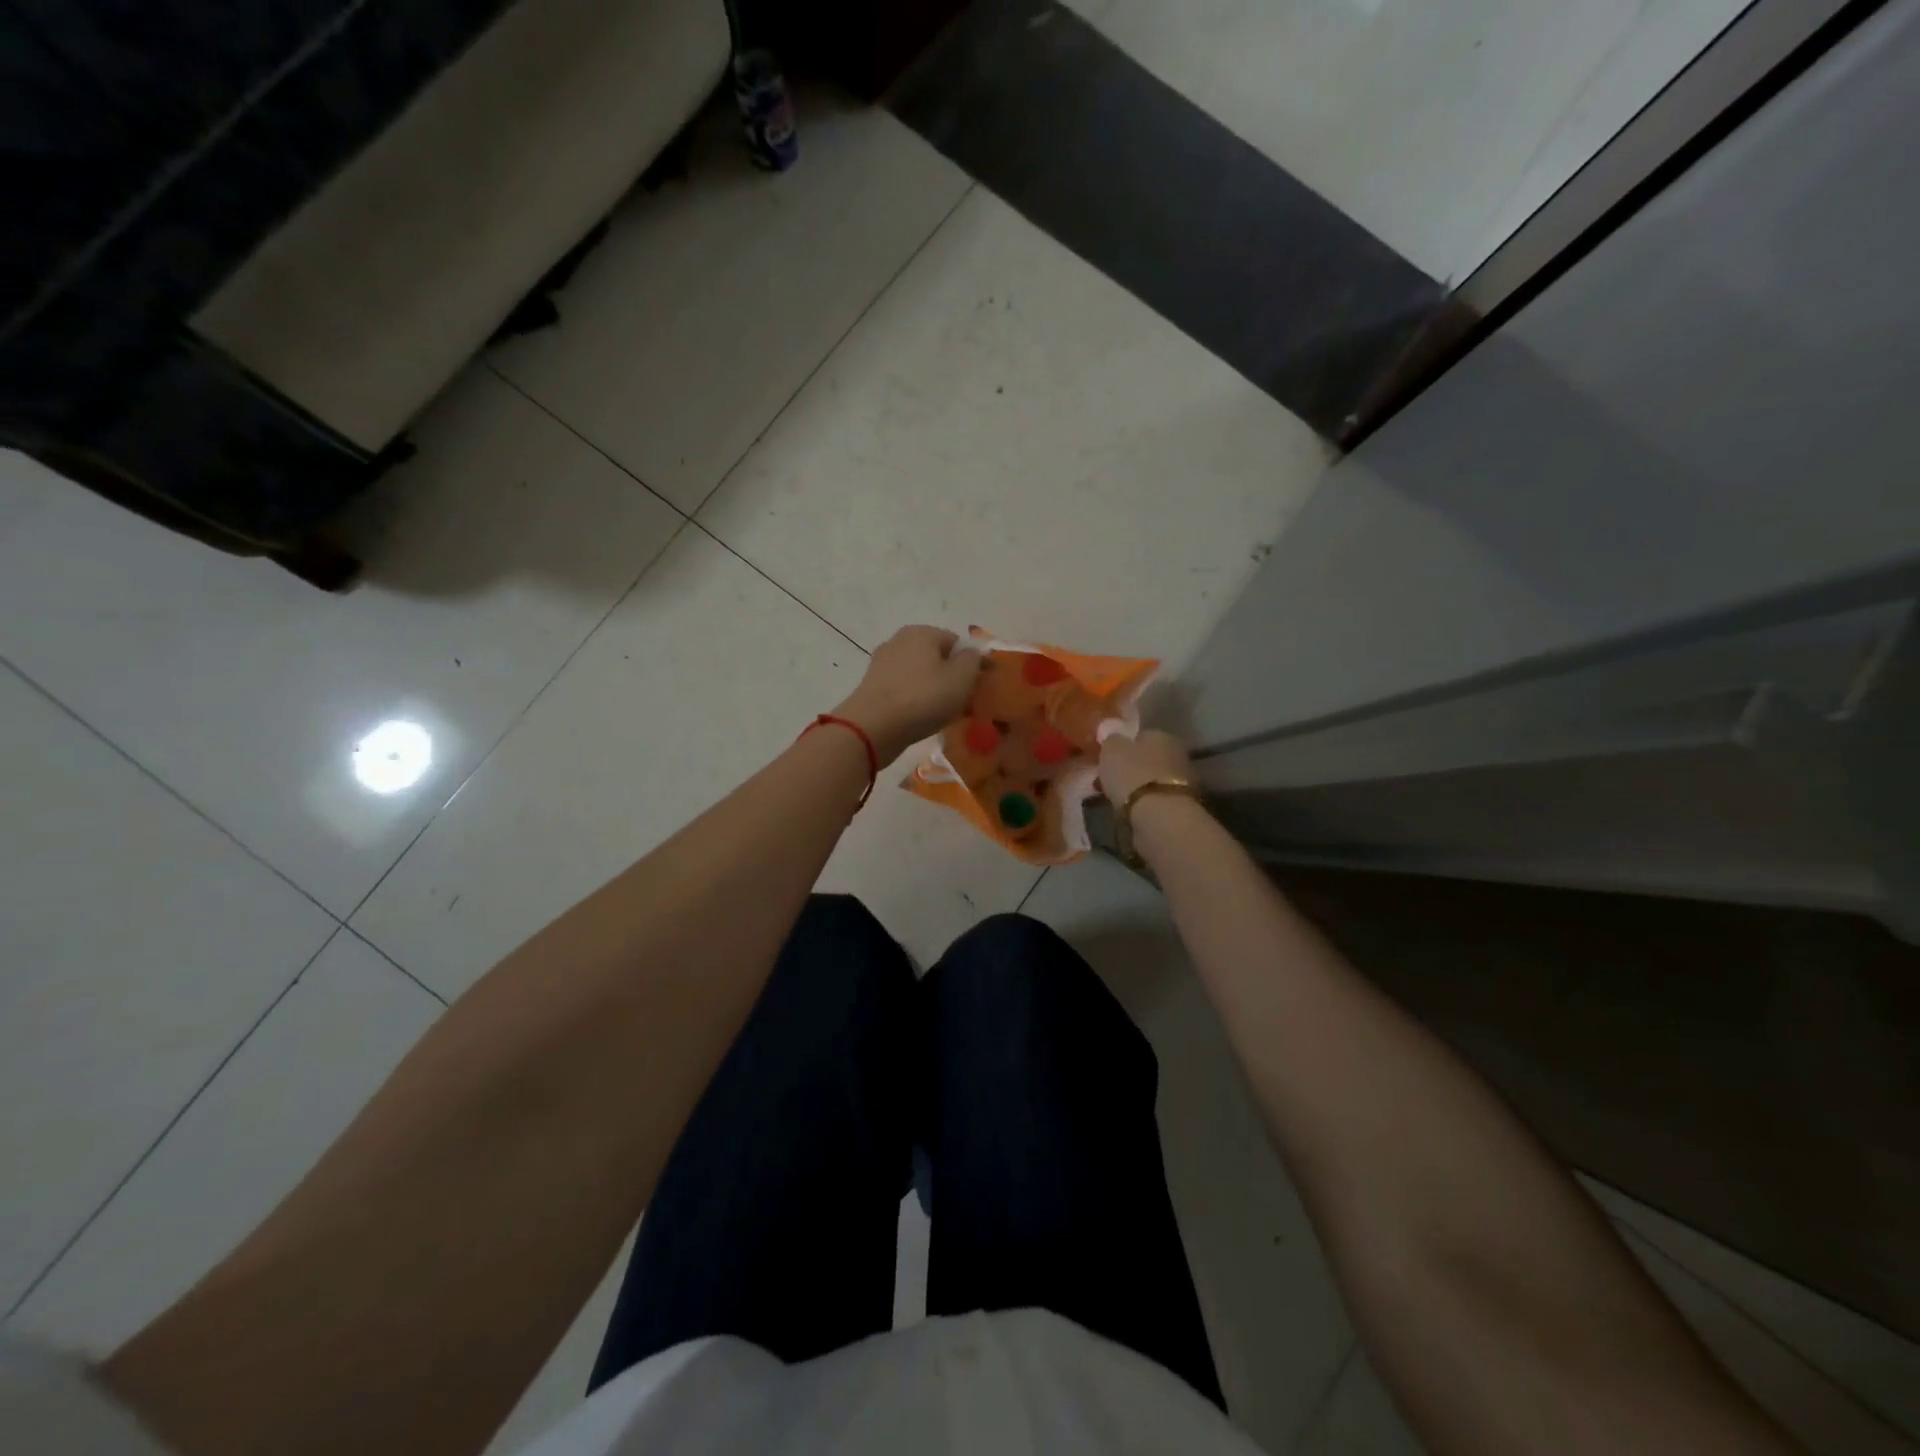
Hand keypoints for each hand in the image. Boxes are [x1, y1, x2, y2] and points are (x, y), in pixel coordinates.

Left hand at [834, 626, 982, 764]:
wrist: (873, 727)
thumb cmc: (923, 698)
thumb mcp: (961, 677)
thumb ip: (972, 660)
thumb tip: (972, 654)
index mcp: (922, 632)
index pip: (957, 642)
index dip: (974, 662)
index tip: (985, 683)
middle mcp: (899, 641)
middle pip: (937, 657)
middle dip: (953, 675)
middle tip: (966, 700)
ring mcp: (882, 663)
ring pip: (920, 674)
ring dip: (934, 688)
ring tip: (946, 711)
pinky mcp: (873, 686)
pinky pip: (904, 689)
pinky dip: (916, 698)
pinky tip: (922, 716)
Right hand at [1098, 729, 1193, 803]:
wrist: (1160, 815)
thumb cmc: (1132, 774)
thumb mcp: (1111, 749)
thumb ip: (1112, 740)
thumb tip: (1115, 739)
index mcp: (1161, 735)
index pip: (1140, 735)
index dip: (1122, 747)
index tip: (1108, 760)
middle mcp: (1176, 753)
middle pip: (1147, 758)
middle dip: (1130, 768)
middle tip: (1110, 780)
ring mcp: (1183, 779)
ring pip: (1151, 778)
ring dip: (1137, 786)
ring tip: (1116, 798)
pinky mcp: (1182, 804)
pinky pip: (1156, 797)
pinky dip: (1144, 801)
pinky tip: (1130, 809)